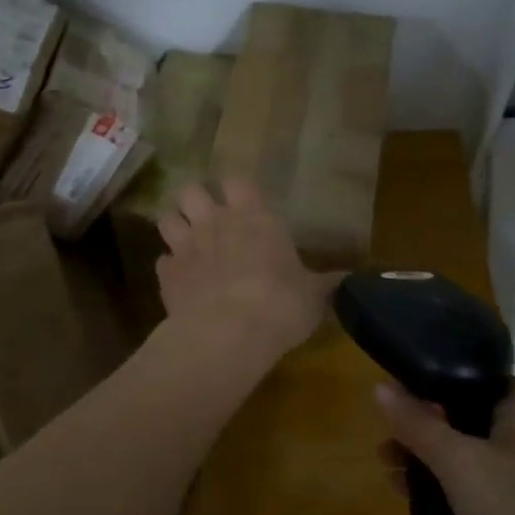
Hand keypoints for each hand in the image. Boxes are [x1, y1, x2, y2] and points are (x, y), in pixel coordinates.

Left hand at [155, 179, 338, 360]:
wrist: (229, 333)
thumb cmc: (281, 304)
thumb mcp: (314, 295)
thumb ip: (326, 282)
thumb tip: (353, 279)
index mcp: (253, 218)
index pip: (236, 181)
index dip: (235, 189)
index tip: (241, 202)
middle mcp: (215, 222)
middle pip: (190, 190)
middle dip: (194, 200)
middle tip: (206, 218)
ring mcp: (186, 246)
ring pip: (166, 218)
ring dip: (175, 227)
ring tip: (186, 243)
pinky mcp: (166, 275)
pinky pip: (162, 261)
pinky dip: (170, 268)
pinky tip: (180, 281)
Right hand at [377, 381, 514, 514]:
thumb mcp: (460, 464)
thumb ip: (417, 424)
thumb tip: (378, 387)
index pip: (473, 376)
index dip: (431, 379)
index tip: (390, 390)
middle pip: (463, 414)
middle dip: (420, 423)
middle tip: (384, 438)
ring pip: (462, 454)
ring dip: (424, 457)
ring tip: (385, 466)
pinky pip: (468, 490)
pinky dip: (438, 488)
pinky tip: (403, 494)